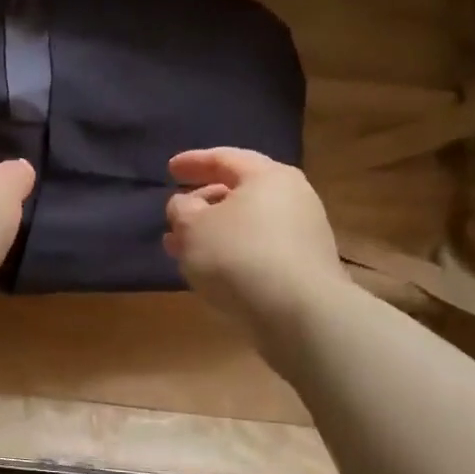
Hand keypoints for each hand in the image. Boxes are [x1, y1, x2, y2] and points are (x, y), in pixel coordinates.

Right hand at [165, 148, 344, 336]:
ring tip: (182, 248)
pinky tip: (210, 270)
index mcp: (268, 176)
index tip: (170, 170)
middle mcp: (293, 197)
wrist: (301, 315)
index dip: (193, 162)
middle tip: (176, 214)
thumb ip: (181, 208)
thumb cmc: (239, 256)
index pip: (225, 158)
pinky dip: (231, 252)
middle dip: (202, 203)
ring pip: (247, 224)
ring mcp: (303, 234)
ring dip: (213, 233)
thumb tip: (186, 205)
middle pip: (239, 191)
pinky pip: (259, 249)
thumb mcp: (192, 227)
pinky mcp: (305, 267)